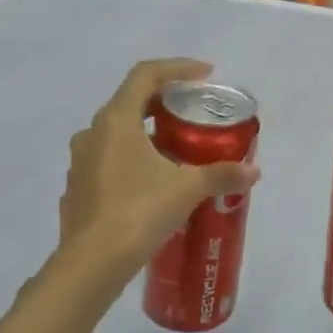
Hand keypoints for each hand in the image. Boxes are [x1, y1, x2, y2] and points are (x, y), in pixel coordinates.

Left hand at [58, 59, 260, 277]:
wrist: (91, 264)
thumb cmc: (138, 211)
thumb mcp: (186, 189)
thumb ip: (221, 174)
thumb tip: (253, 171)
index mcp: (116, 121)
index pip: (145, 75)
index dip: (177, 67)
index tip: (204, 75)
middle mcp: (92, 134)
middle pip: (131, 103)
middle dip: (164, 103)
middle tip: (194, 114)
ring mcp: (80, 163)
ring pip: (117, 135)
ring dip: (147, 135)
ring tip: (178, 152)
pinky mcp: (78, 189)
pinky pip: (108, 163)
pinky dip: (132, 162)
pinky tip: (152, 185)